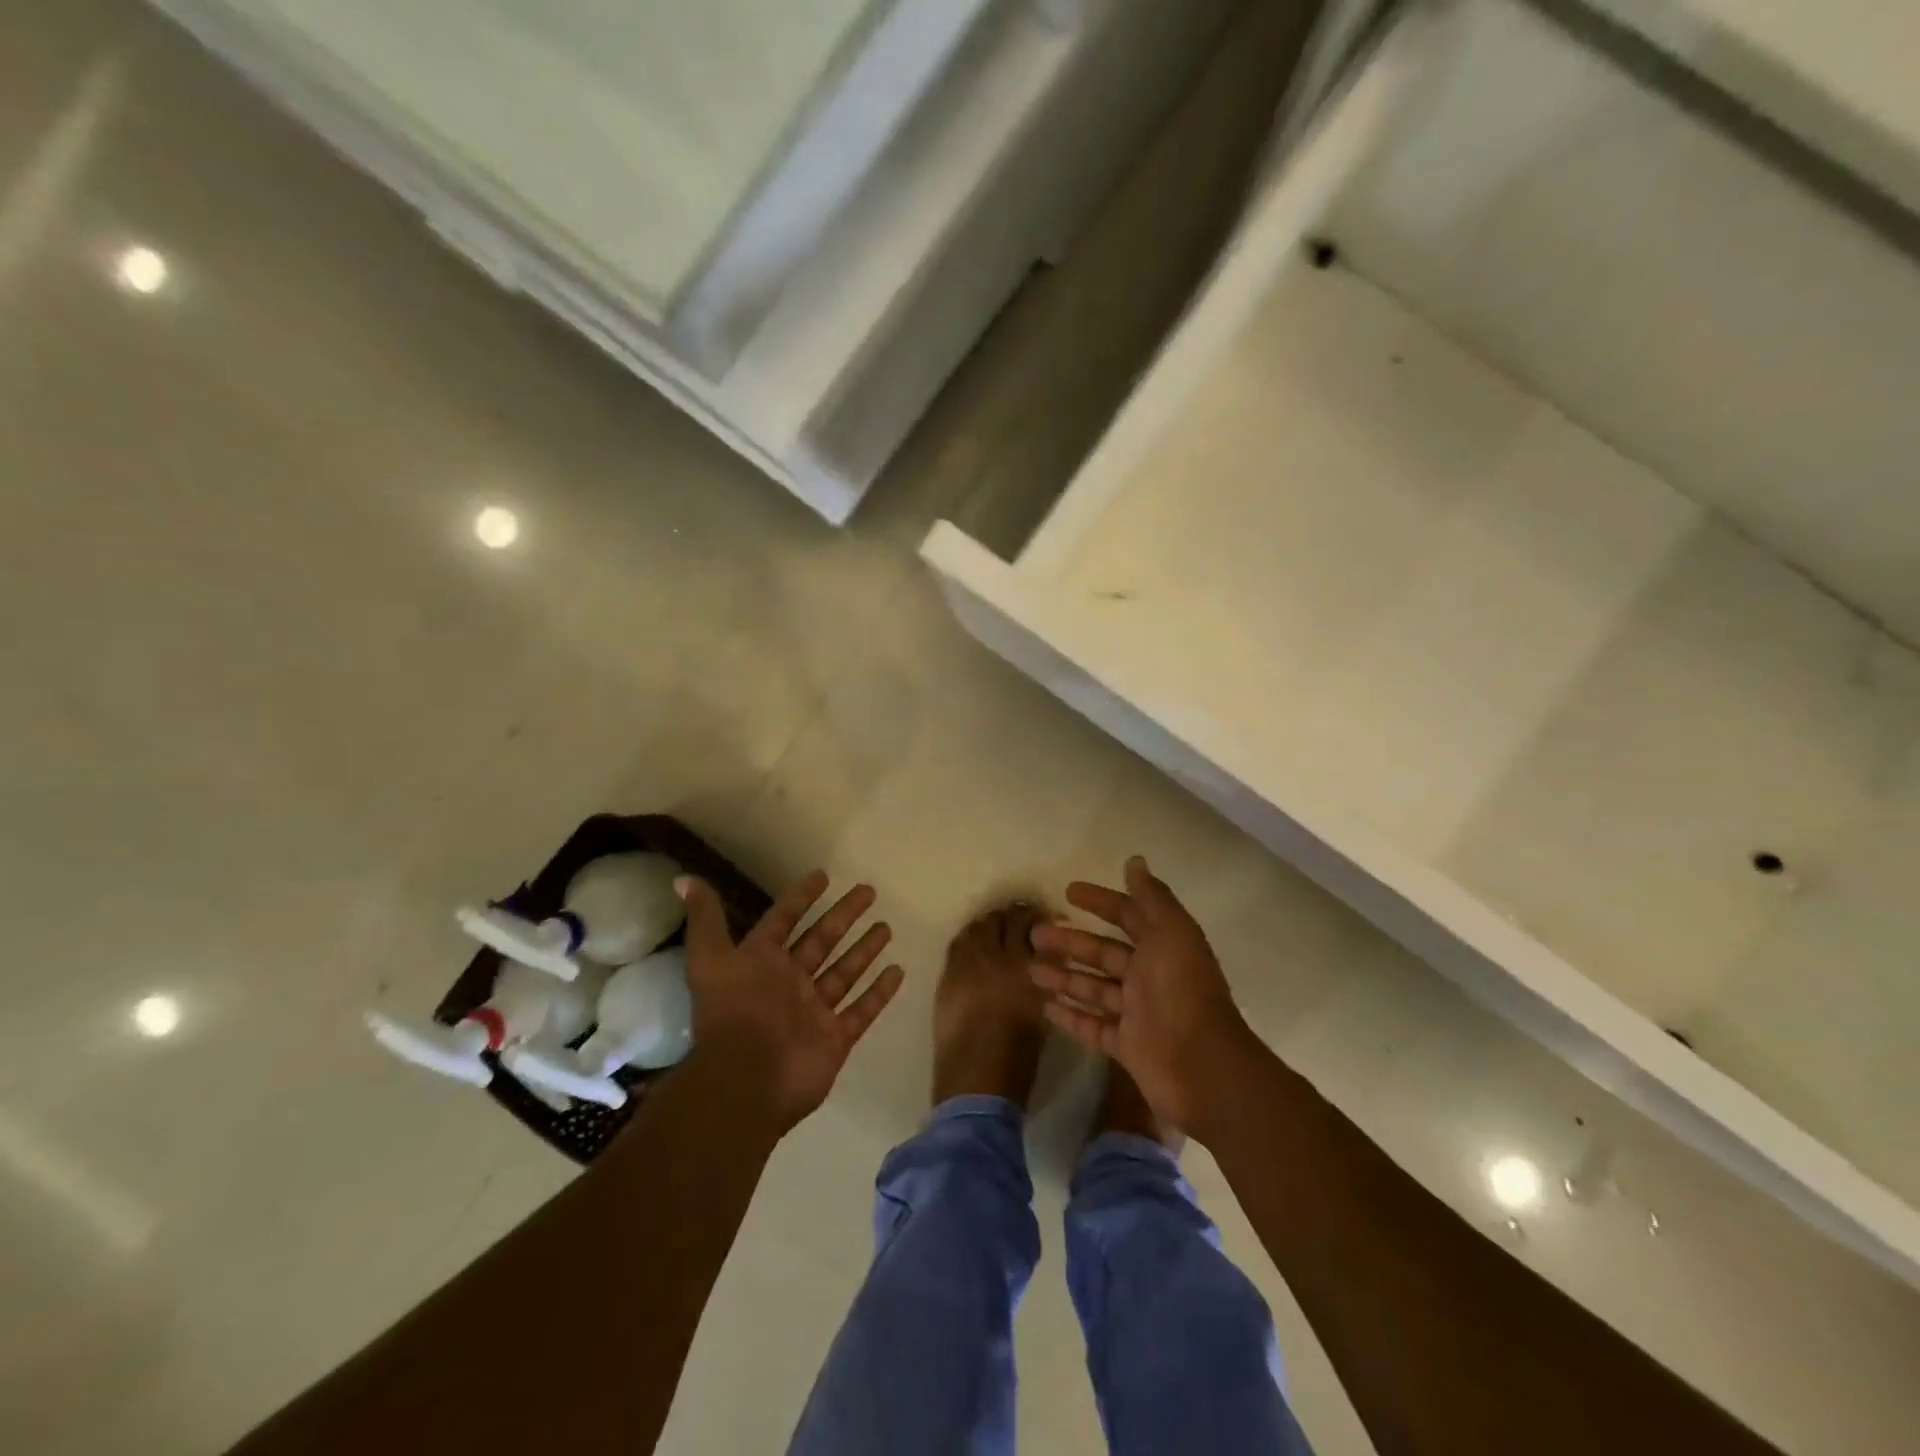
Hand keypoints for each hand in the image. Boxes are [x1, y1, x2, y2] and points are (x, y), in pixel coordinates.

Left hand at [678, 871, 904, 1131]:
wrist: (745, 1080)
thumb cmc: (732, 1012)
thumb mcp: (711, 958)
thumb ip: (705, 919)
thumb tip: (681, 880)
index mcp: (762, 962)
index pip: (784, 920)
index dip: (800, 898)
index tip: (823, 875)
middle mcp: (789, 983)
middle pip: (822, 941)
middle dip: (844, 916)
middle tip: (868, 891)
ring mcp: (814, 1011)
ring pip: (844, 972)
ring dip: (864, 950)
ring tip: (886, 927)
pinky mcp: (834, 1038)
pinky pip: (861, 1010)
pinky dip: (878, 993)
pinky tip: (897, 971)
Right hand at [1029, 855, 1255, 1136]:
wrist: (1201, 1067)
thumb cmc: (1182, 991)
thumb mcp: (1171, 933)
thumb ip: (1151, 898)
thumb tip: (1134, 860)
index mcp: (1163, 947)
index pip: (1128, 916)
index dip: (1100, 902)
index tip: (1067, 891)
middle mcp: (1150, 977)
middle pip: (1104, 953)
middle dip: (1071, 942)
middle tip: (1035, 934)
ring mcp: (1138, 1014)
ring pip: (1094, 989)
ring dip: (1063, 977)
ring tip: (1030, 970)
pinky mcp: (1127, 1046)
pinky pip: (1093, 1026)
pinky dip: (1071, 1016)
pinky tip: (1045, 1006)